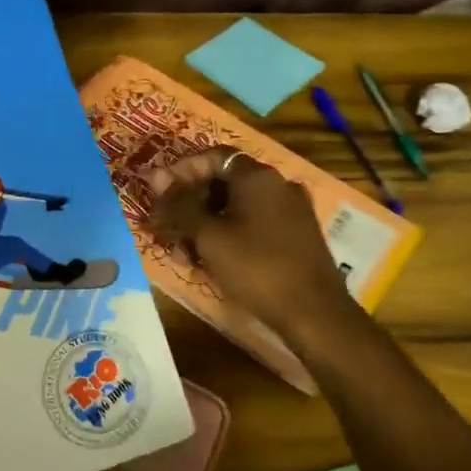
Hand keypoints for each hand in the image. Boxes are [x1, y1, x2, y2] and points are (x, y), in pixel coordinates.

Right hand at [147, 148, 351, 340]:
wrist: (315, 314)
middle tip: (165, 227)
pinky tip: (211, 262)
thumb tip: (155, 176)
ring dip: (206, 225)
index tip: (158, 191)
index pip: (212, 156)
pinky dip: (229, 236)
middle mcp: (278, 184)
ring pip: (237, 207)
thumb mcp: (209, 236)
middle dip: (190, 204)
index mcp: (258, 176)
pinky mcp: (297, 236)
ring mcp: (291, 210)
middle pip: (223, 182)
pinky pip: (254, 224)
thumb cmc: (256, 267)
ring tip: (183, 254)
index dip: (181, 170)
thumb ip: (180, 204)